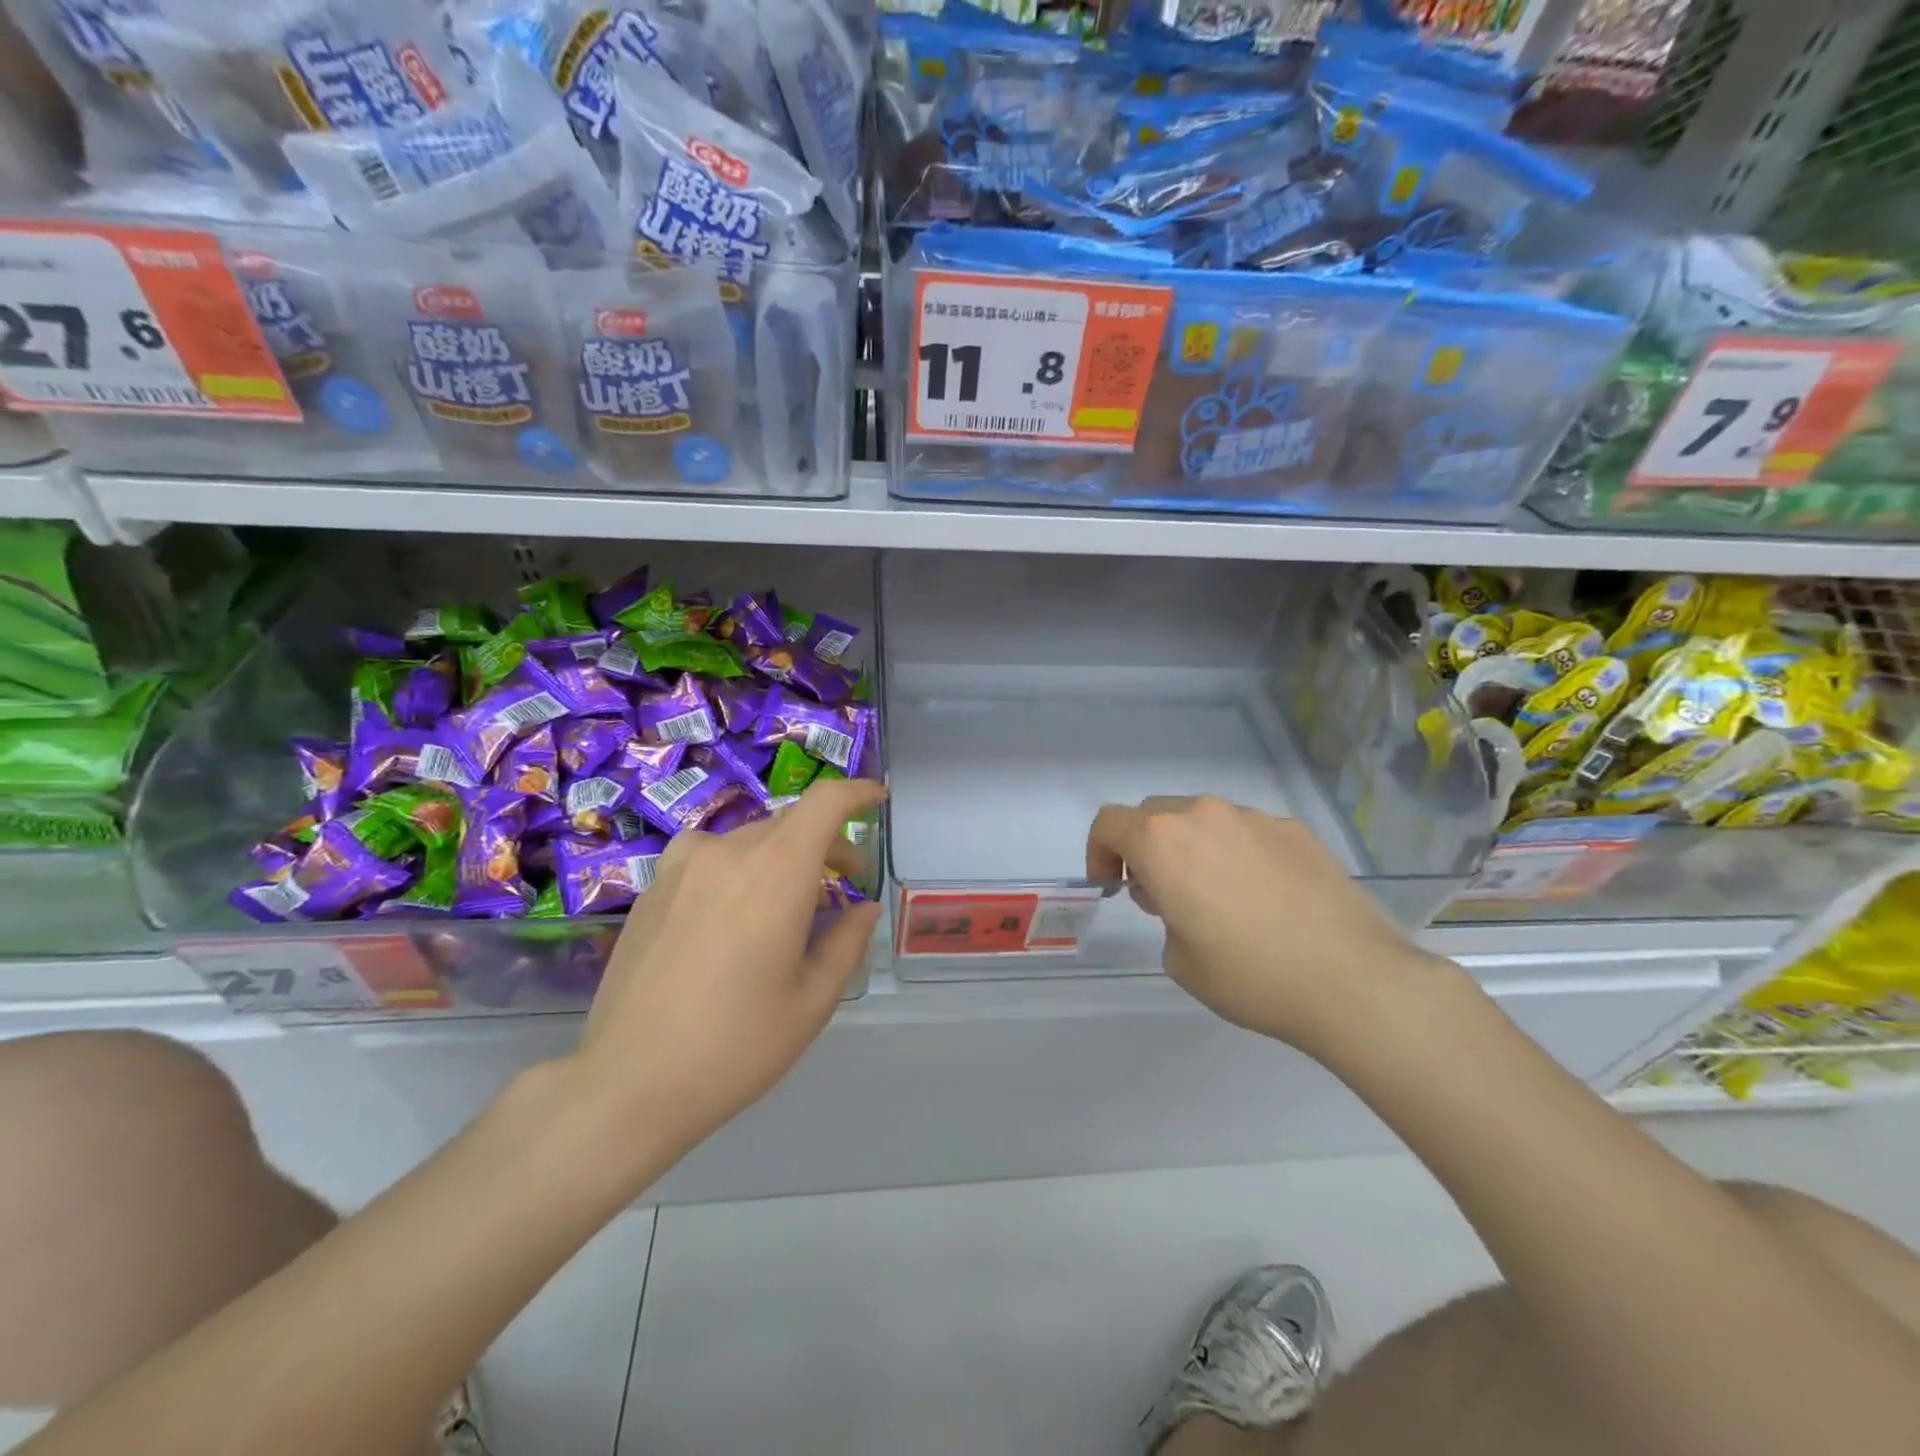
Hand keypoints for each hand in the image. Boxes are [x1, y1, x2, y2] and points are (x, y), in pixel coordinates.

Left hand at [572, 778, 885, 1157]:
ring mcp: (683, 867)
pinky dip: (739, 866)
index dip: (856, 793)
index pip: (825, 803)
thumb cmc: (736, 1046)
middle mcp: (728, 853)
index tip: (877, 800)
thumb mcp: (812, 1001)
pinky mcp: (652, 888)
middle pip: (791, 822)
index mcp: (777, 872)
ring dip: (782, 855)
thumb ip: (847, 942)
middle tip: (847, 883)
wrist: (628, 1084)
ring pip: (750, 839)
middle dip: (828, 843)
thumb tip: (863, 908)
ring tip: (788, 899)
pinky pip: (709, 856)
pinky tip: (733, 909)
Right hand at [1086, 796, 1438, 1052]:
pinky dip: (1238, 853)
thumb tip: (1185, 900)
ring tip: (1219, 897)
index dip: (1099, 852)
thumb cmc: (1249, 975)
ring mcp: (1255, 818)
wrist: (1353, 980)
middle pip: (1154, 815)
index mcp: (1163, 842)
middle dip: (1145, 849)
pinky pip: (1248, 832)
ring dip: (1193, 848)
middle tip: (1162, 895)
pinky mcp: (1296, 831)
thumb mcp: (1179, 960)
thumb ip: (1165, 916)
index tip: (1114, 887)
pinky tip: (1266, 897)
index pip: (1109, 823)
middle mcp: (1204, 816)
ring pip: (1203, 820)